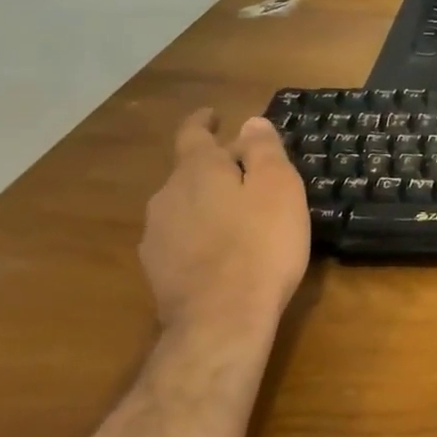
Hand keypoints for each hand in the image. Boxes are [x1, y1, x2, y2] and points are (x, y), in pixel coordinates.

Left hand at [140, 110, 309, 331]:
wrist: (221, 320)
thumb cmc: (261, 245)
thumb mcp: (279, 188)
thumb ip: (263, 151)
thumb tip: (250, 122)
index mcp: (197, 171)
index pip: (193, 134)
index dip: (203, 122)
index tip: (213, 116)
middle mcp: (167, 196)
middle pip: (190, 171)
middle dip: (215, 168)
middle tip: (248, 174)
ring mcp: (157, 236)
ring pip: (184, 206)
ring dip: (207, 203)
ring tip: (237, 216)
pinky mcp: (157, 271)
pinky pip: (181, 238)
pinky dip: (200, 234)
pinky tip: (221, 252)